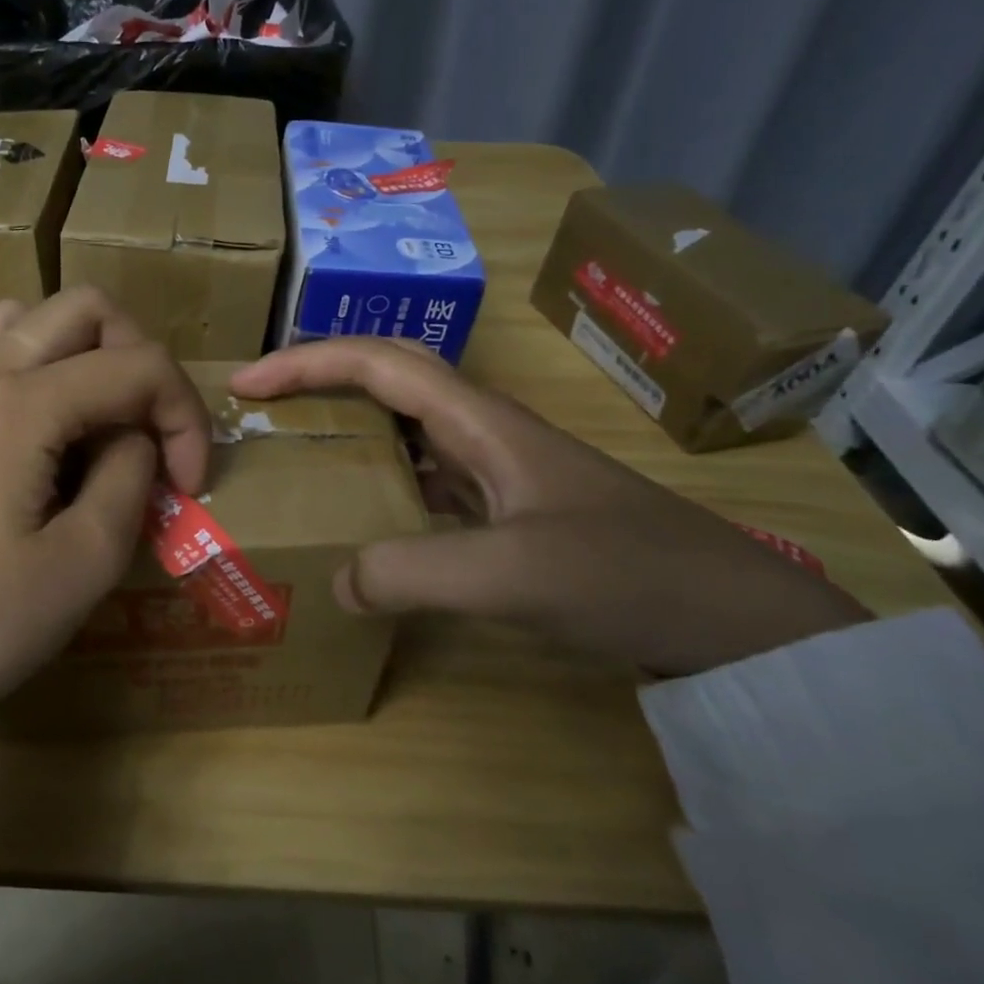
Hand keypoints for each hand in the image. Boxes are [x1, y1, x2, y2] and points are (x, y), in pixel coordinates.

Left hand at [0, 289, 210, 726]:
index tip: (189, 484)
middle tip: (147, 428)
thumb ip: (130, 475)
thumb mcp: (87, 561)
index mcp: (22, 406)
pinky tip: (18, 424)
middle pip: (83, 309)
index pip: (137, 366)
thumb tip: (135, 438)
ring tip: (88, 420)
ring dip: (74, 352)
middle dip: (137, 357)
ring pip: (21, 319)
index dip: (185, 417)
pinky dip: (10, 369)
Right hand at [229, 339, 870, 673]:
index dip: (306, 362)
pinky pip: (424, 480)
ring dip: (348, 430)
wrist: (737, 622)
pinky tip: (363, 518)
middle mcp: (483, 432)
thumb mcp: (512, 572)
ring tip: (296, 456)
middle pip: (387, 382)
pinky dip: (380, 482)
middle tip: (262, 412)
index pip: (377, 363)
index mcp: (479, 420)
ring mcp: (499, 472)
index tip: (247, 382)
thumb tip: (336, 581)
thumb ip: (412, 572)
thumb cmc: (628, 575)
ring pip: (404, 431)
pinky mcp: (509, 510)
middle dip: (318, 383)